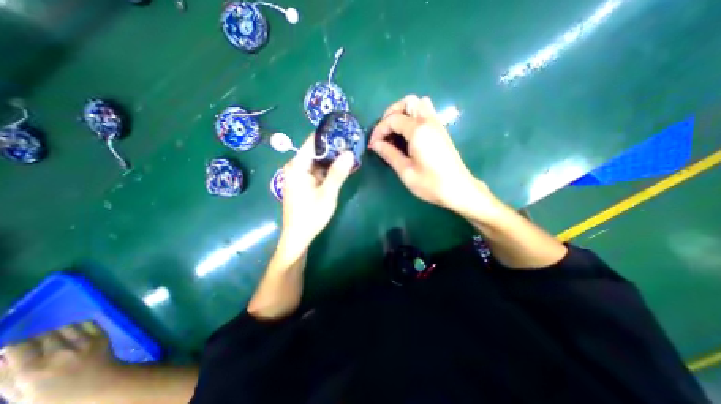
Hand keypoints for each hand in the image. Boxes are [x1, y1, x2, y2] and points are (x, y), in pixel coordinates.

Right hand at [0, 321, 118, 402]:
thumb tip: (2, 359)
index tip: (12, 353)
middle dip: (34, 342)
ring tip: (55, 343)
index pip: (18, 347)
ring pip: (64, 327)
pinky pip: (86, 323)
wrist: (100, 385)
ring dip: (56, 333)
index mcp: (33, 371)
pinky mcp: (101, 335)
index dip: (12, 349)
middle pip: (42, 335)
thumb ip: (6, 380)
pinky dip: (77, 326)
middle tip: (35, 350)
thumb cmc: (58, 398)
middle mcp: (59, 352)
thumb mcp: (21, 398)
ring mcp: (83, 341)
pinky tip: (74, 336)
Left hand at [278, 134, 354, 256]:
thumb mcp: (328, 193)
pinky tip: (340, 171)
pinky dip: (327, 170)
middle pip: (315, 151)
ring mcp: (297, 175)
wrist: (297, 236)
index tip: (345, 133)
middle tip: (351, 147)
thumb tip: (349, 153)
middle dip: (333, 150)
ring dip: (332, 161)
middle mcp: (294, 167)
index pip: (313, 142)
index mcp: (297, 166)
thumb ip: (338, 172)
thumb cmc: (311, 215)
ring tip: (349, 158)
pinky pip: (315, 171)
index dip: (329, 136)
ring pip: (316, 162)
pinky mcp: (301, 183)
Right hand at [372, 94, 489, 214]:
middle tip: (384, 132)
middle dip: (391, 114)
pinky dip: (414, 116)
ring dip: (404, 112)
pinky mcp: (441, 130)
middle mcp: (428, 121)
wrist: (458, 189)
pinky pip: (426, 112)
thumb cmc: (431, 183)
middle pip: (408, 102)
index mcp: (418, 130)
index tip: (373, 144)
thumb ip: (389, 154)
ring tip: (395, 131)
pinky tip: (408, 134)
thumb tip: (375, 145)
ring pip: (419, 104)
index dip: (379, 130)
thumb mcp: (406, 171)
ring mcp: (437, 124)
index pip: (393, 119)